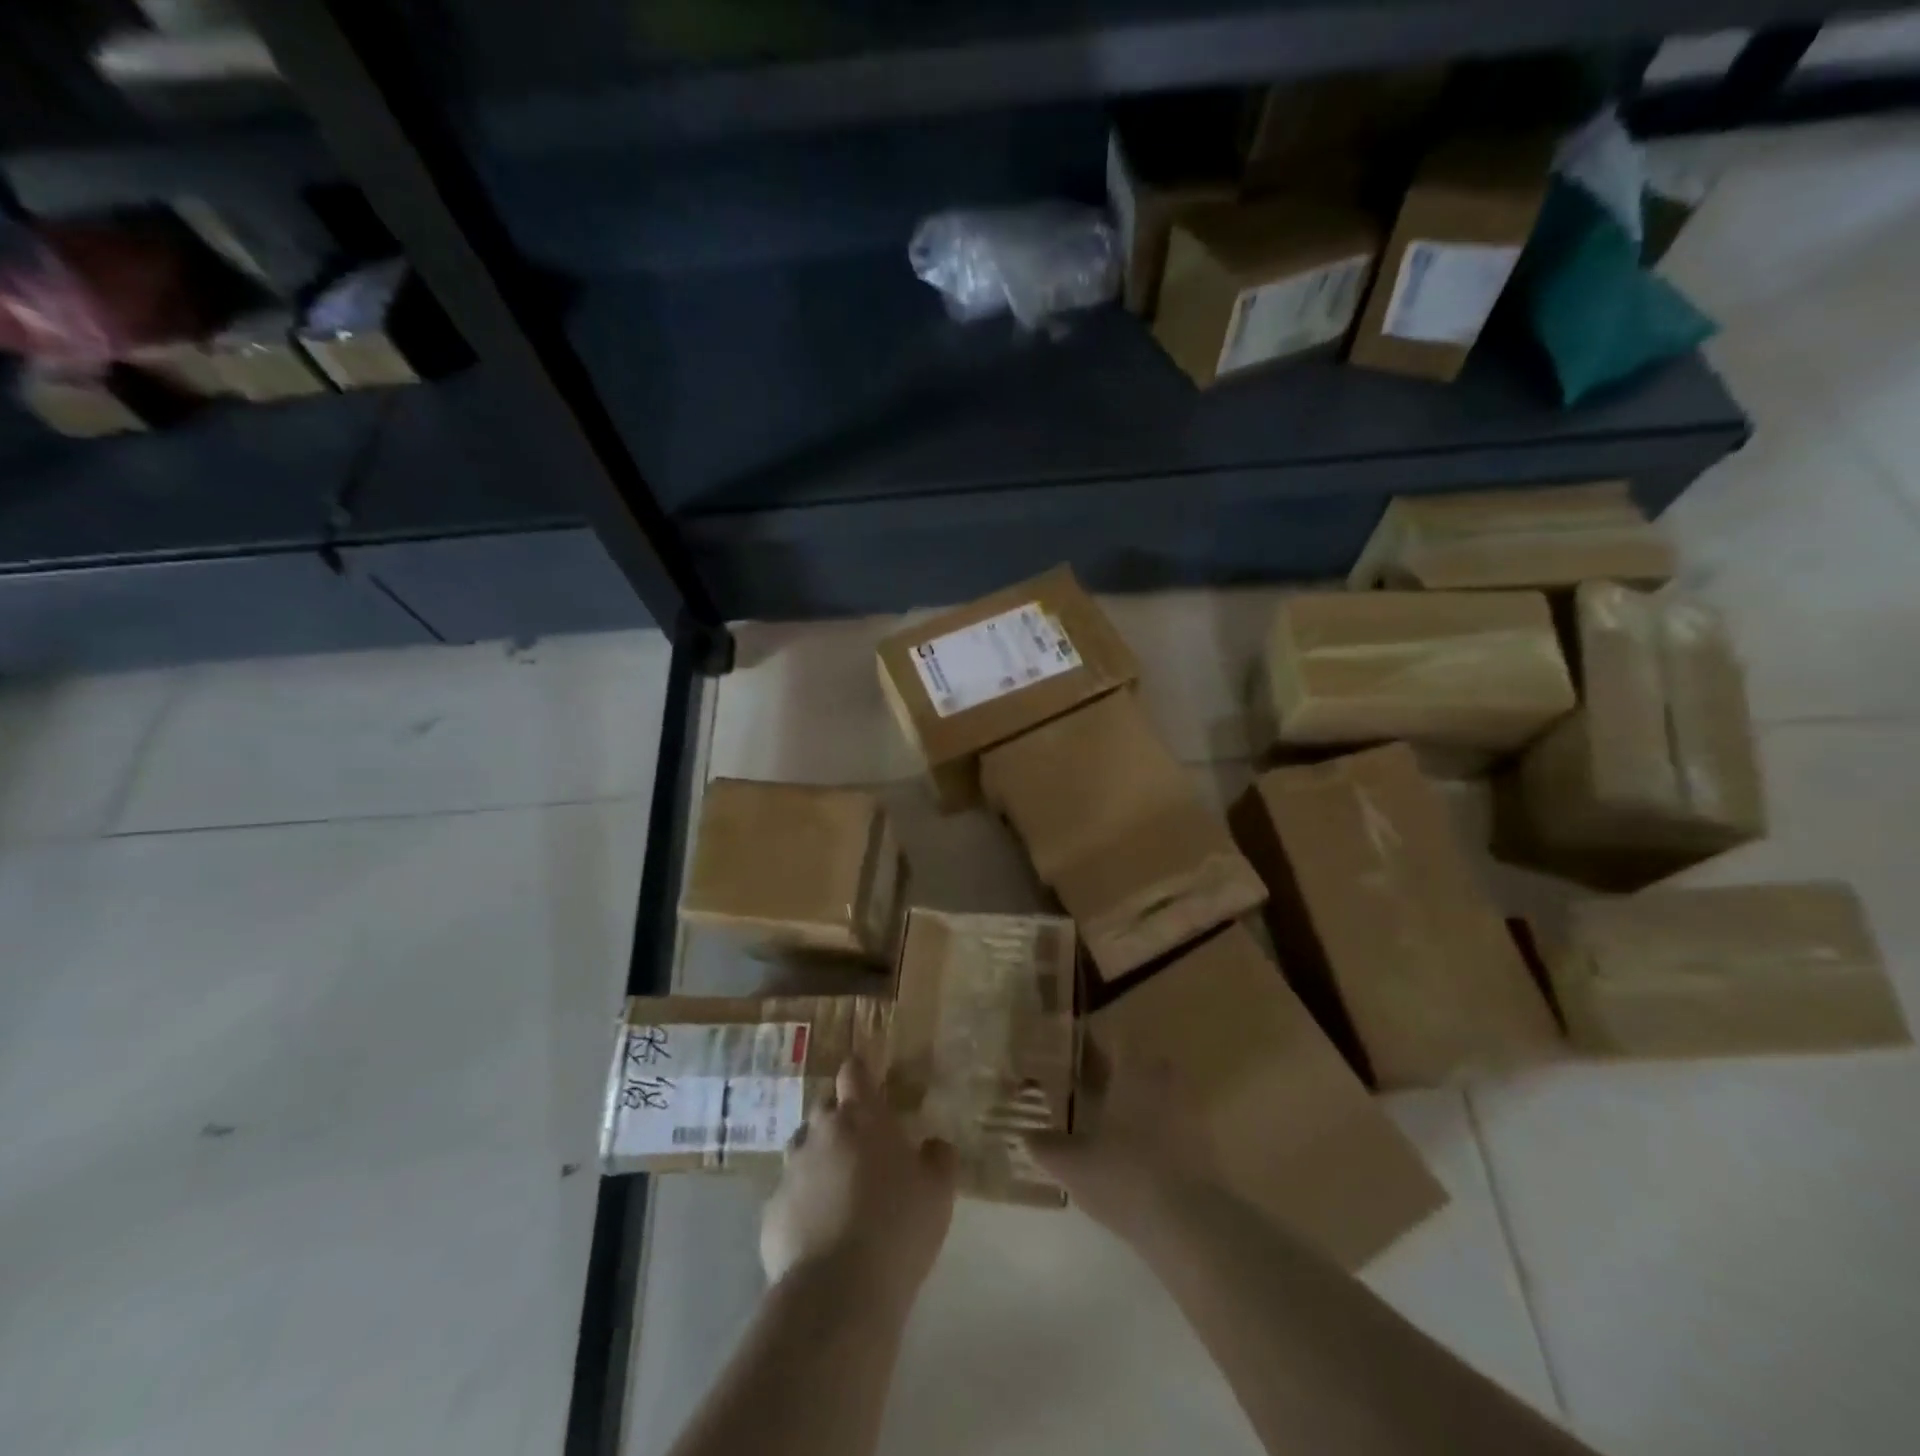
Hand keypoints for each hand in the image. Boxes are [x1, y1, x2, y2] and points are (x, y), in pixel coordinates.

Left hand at [761, 1057, 957, 1311]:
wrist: (838, 1291)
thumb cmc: (897, 1226)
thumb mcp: (938, 1190)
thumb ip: (938, 1157)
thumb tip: (933, 1144)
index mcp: (861, 1117)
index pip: (853, 1073)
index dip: (859, 1072)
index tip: (867, 1080)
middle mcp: (821, 1133)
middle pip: (824, 1106)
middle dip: (839, 1116)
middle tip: (860, 1142)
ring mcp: (791, 1171)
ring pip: (802, 1148)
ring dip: (817, 1156)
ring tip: (837, 1185)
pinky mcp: (771, 1212)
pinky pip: (788, 1194)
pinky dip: (801, 1201)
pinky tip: (818, 1229)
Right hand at [1027, 1043, 1218, 1240]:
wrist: (1189, 1224)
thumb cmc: (1123, 1175)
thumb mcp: (1071, 1163)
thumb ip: (1045, 1145)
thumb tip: (1024, 1134)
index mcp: (1132, 1068)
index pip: (1111, 1039)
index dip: (1089, 1045)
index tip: (1070, 1056)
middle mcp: (1163, 1078)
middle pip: (1136, 1065)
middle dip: (1114, 1076)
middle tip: (1086, 1094)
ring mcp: (1190, 1110)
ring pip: (1156, 1095)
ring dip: (1136, 1106)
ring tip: (1107, 1129)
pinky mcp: (1206, 1145)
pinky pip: (1173, 1127)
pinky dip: (1155, 1136)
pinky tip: (1134, 1161)